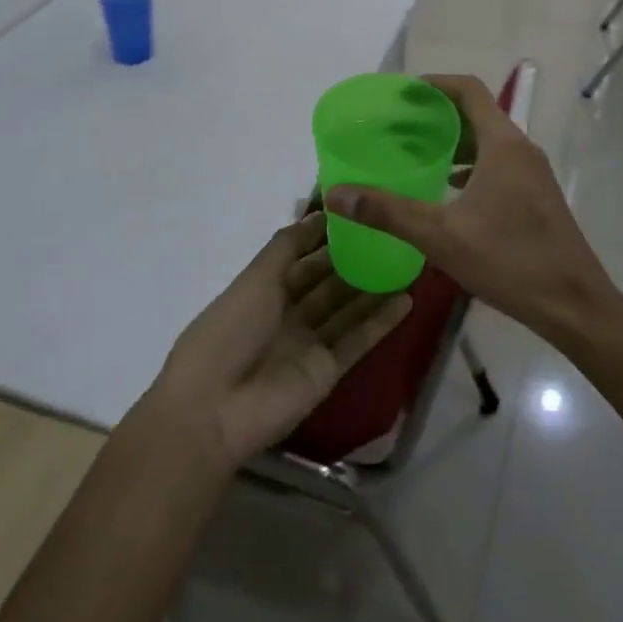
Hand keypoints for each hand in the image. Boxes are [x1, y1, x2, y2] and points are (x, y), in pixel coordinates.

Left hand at [142, 213, 412, 467]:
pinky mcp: (327, 372)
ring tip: (407, 263)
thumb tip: (319, 213)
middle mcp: (289, 315)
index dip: (327, 238)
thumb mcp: (256, 278)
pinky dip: (381, 322)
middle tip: (392, 234)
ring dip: (374, 289)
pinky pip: (358, 341)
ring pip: (347, 310)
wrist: (214, 408)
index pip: (303, 258)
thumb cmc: (229, 330)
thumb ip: (288, 246)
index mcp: (265, 290)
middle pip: (328, 283)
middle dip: (355, 260)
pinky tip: (406, 300)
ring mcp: (309, 344)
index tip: (359, 213)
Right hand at [326, 74, 621, 347]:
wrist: (575, 305)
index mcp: (503, 144)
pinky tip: (448, 189)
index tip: (403, 93)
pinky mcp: (536, 196)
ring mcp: (533, 173)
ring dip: (455, 140)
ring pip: (489, 140)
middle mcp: (521, 149)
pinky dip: (470, 164)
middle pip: (478, 113)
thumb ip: (388, 212)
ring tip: (417, 153)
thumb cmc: (510, 260)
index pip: (469, 90)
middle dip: (438, 114)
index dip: (435, 84)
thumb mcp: (441, 236)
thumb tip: (337, 195)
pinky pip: (498, 163)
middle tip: (399, 125)